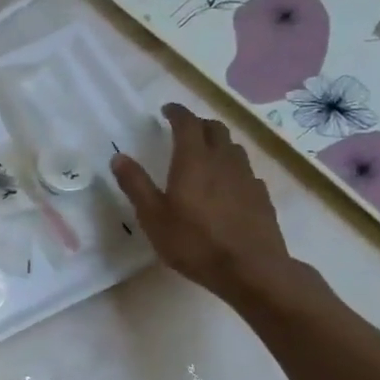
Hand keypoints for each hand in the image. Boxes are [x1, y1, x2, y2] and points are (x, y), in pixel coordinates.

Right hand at [111, 102, 294, 304]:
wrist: (251, 269)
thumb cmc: (194, 242)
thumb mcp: (152, 216)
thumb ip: (136, 184)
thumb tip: (119, 157)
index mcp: (194, 160)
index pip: (187, 123)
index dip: (177, 112)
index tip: (167, 110)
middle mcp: (223, 161)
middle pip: (215, 129)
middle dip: (198, 124)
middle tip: (184, 130)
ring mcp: (247, 178)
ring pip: (233, 148)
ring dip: (218, 144)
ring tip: (205, 154)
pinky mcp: (261, 196)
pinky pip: (245, 171)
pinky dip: (232, 168)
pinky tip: (226, 185)